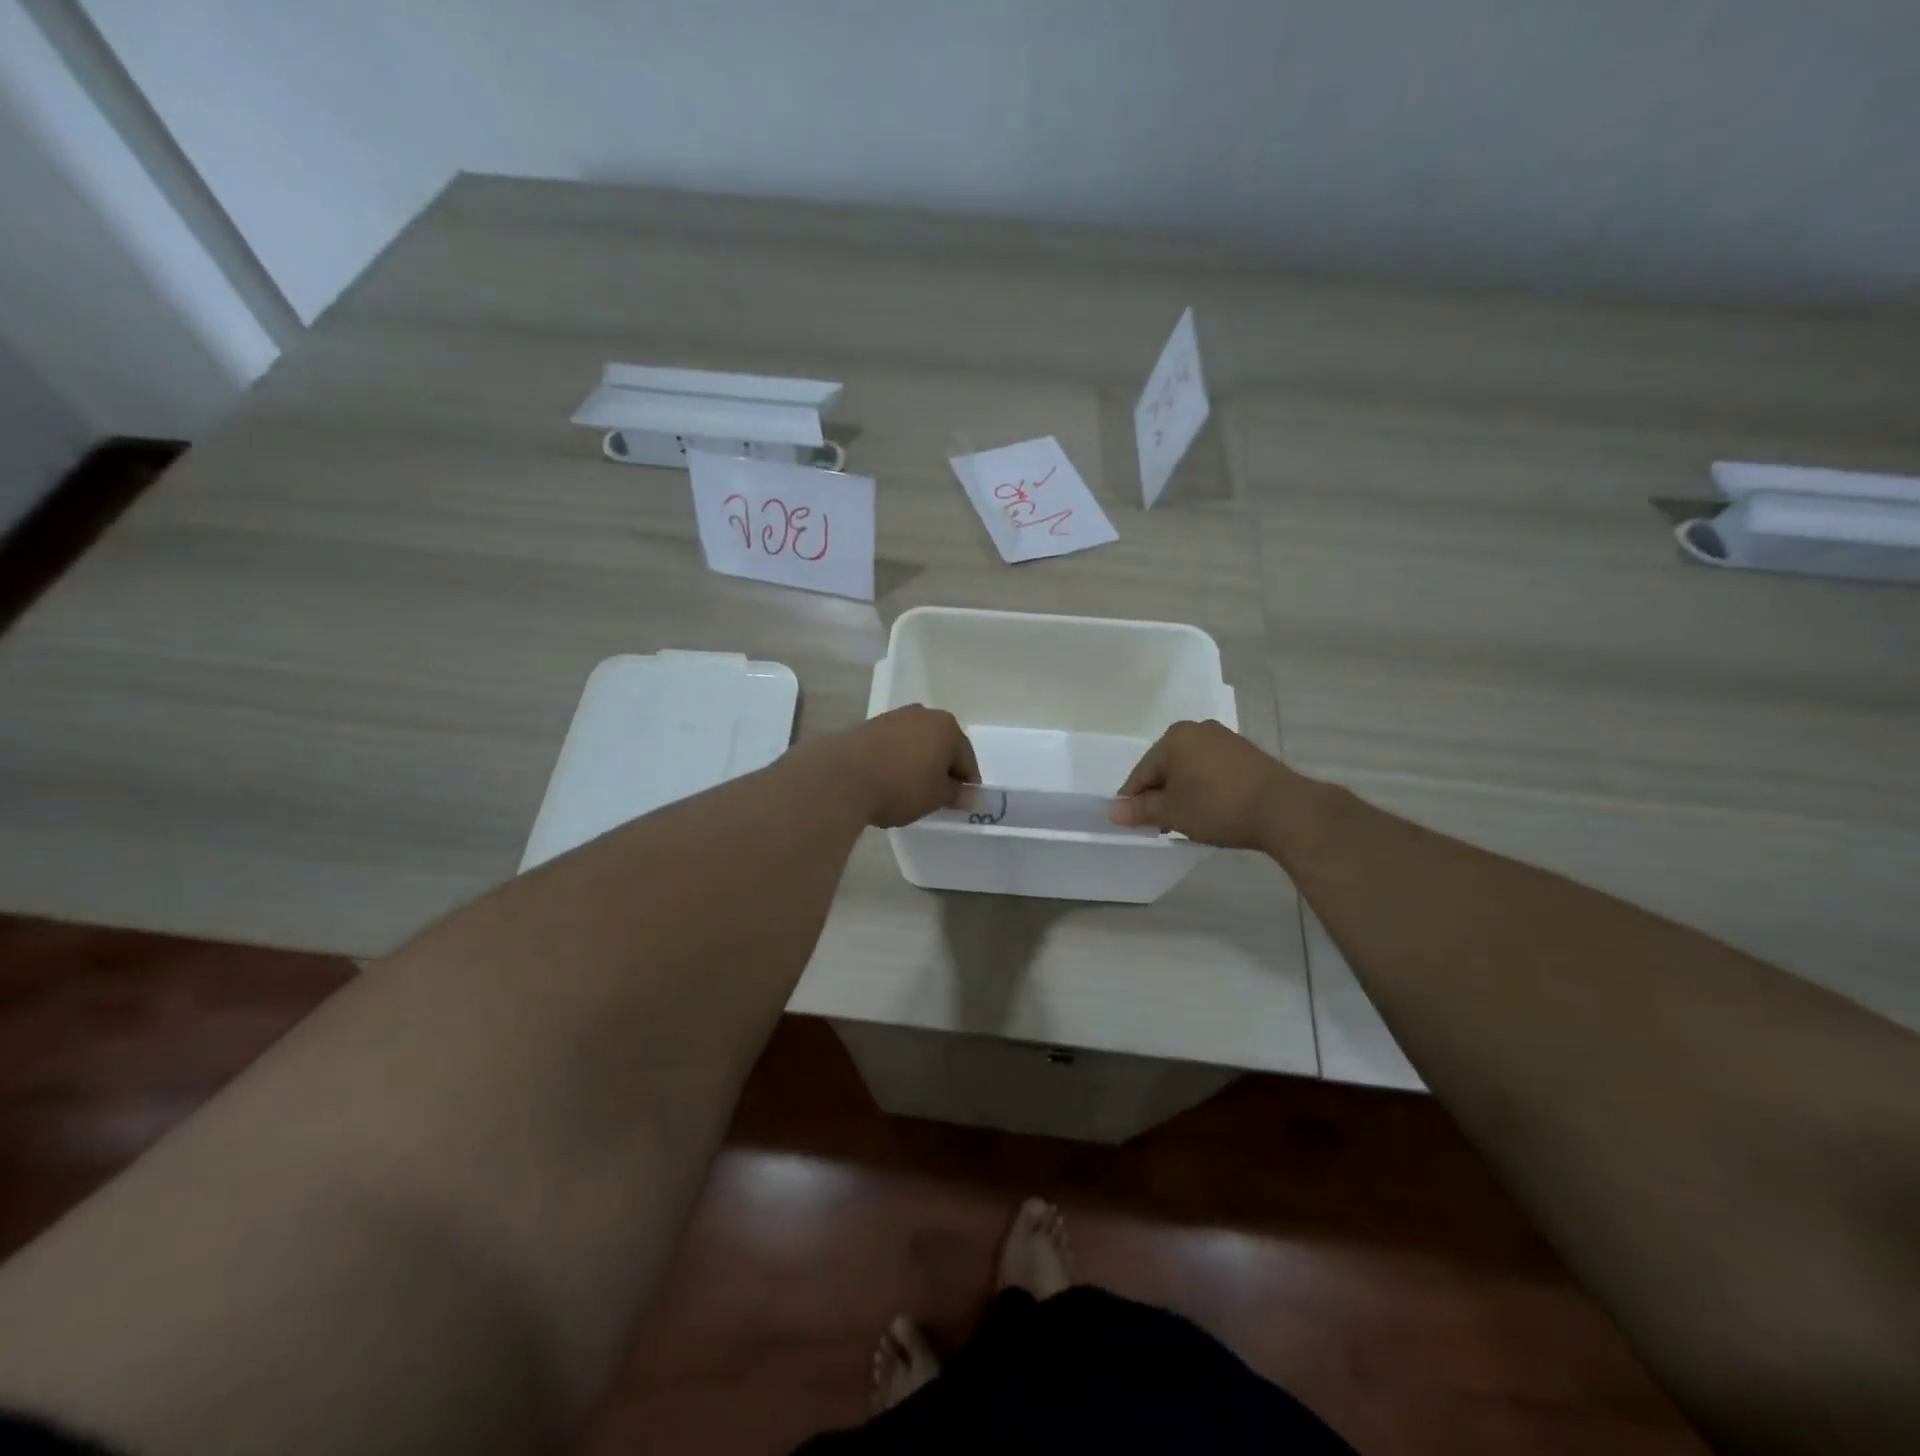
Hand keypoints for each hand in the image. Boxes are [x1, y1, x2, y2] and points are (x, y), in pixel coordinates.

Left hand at [811, 706, 980, 828]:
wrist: (843, 777)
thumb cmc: (901, 786)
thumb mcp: (935, 797)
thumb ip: (955, 794)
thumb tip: (966, 795)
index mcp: (948, 728)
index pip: (967, 760)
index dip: (966, 784)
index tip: (960, 804)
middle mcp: (924, 714)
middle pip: (942, 746)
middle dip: (942, 769)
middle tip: (937, 796)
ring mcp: (894, 717)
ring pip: (917, 743)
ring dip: (918, 763)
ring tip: (909, 789)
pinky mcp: (869, 725)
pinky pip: (894, 745)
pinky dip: (897, 760)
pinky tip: (888, 779)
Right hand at [1109, 719, 1293, 849]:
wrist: (1284, 809)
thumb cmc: (1218, 807)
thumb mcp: (1173, 812)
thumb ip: (1141, 810)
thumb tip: (1113, 812)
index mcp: (1174, 738)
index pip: (1141, 772)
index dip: (1133, 800)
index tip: (1133, 823)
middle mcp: (1197, 730)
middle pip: (1165, 767)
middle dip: (1160, 795)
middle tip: (1160, 825)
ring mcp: (1224, 739)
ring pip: (1189, 768)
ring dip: (1182, 792)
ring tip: (1186, 820)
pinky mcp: (1245, 752)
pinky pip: (1211, 769)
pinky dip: (1204, 787)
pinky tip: (1210, 808)